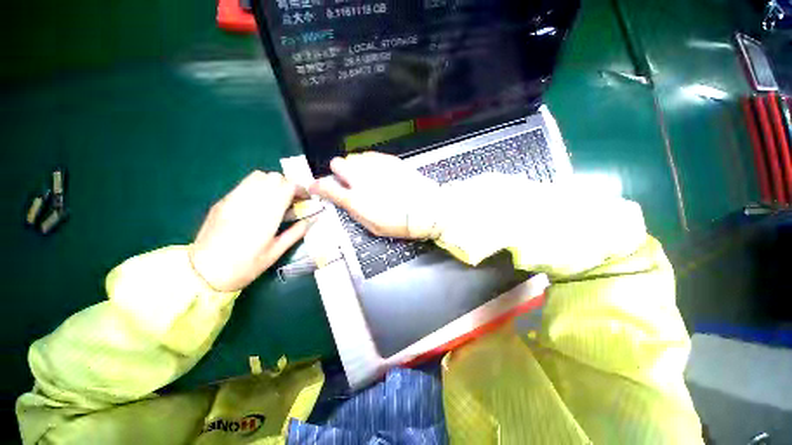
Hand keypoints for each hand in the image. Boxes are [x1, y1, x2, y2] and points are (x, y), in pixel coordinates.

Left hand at [189, 172, 310, 291]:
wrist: (202, 272)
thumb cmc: (244, 266)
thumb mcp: (275, 253)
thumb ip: (296, 233)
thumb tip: (312, 219)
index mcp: (266, 215)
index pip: (287, 186)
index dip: (300, 189)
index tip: (305, 199)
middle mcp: (250, 201)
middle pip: (274, 177)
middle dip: (288, 185)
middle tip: (292, 200)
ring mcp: (233, 199)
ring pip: (258, 176)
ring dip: (272, 183)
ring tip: (275, 199)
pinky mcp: (222, 201)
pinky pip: (244, 185)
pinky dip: (258, 187)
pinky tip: (258, 203)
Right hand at [309, 153, 441, 238]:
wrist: (428, 209)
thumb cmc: (400, 224)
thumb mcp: (373, 227)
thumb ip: (354, 211)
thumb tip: (343, 200)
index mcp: (356, 200)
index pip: (326, 187)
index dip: (317, 186)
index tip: (315, 187)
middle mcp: (362, 179)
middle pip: (338, 163)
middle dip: (338, 171)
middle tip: (347, 181)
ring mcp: (376, 166)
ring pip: (354, 157)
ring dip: (355, 167)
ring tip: (365, 177)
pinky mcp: (390, 160)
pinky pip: (370, 155)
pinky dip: (368, 162)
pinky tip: (376, 171)